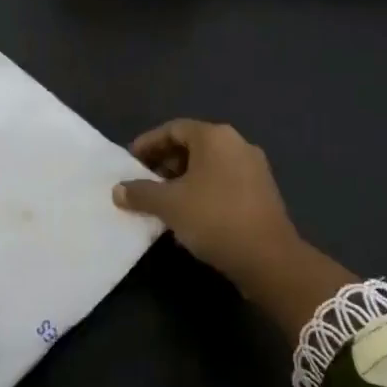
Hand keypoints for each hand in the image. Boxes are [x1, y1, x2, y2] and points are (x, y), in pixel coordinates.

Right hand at [113, 120, 352, 336]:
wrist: (268, 258)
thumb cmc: (214, 218)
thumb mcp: (169, 205)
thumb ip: (140, 193)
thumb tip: (118, 190)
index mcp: (215, 137)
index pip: (173, 129)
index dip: (148, 143)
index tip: (130, 161)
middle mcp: (237, 144)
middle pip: (192, 144)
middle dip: (164, 162)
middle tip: (143, 181)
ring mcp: (254, 168)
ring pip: (208, 165)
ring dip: (182, 178)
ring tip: (162, 200)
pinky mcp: (262, 192)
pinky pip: (223, 181)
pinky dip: (201, 189)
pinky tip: (188, 213)